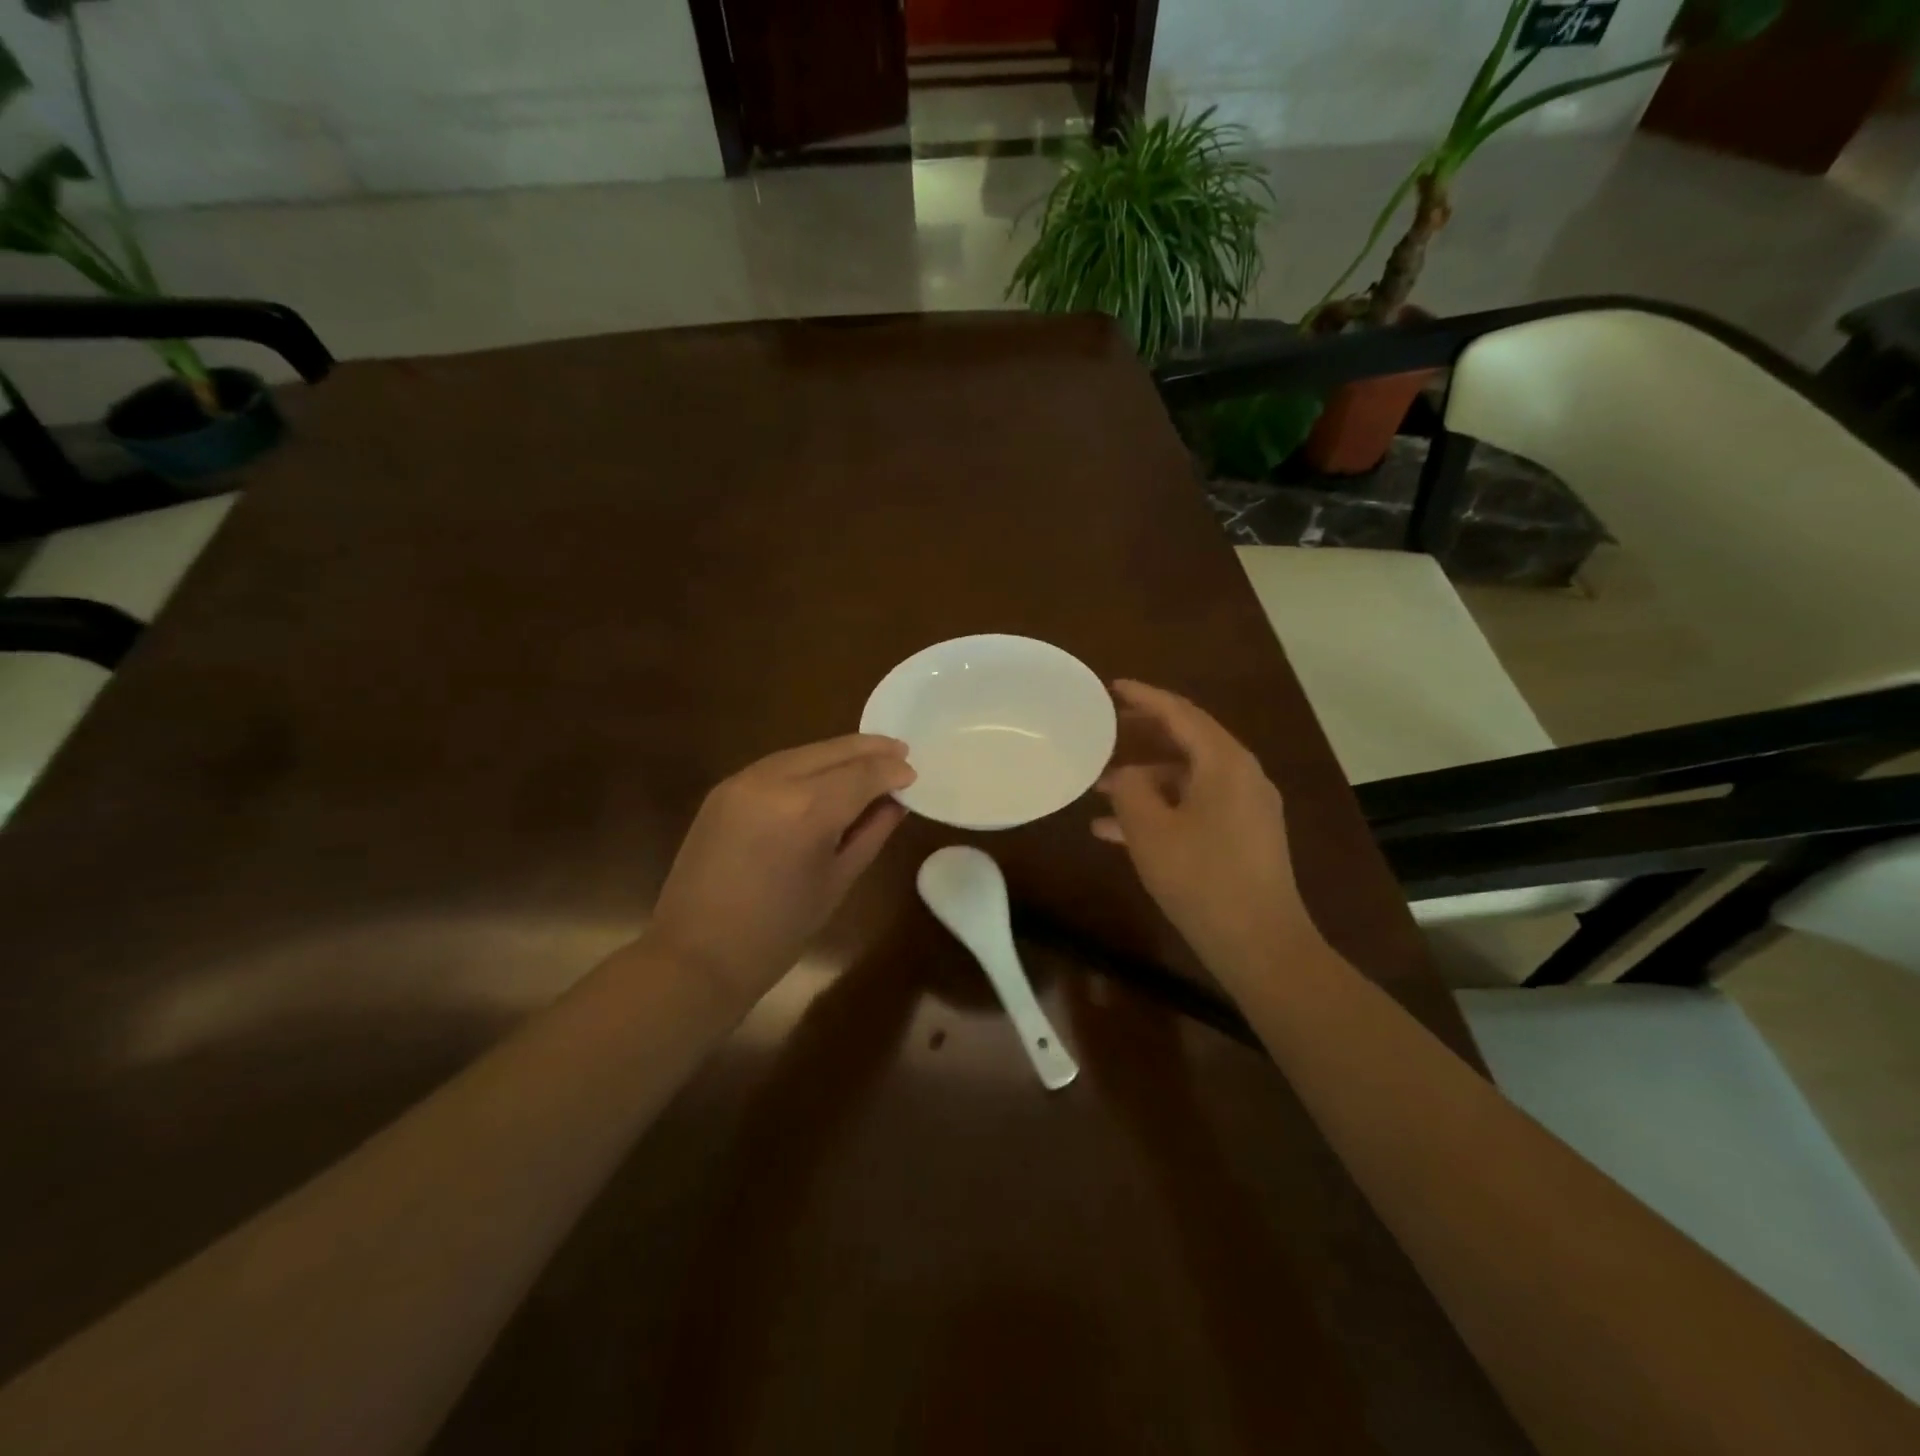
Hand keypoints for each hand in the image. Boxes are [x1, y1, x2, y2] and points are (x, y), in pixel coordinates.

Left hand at [649, 735, 914, 1001]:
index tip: (913, 774)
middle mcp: (774, 781)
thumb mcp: (837, 882)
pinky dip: (808, 763)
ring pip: (804, 752)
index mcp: (808, 810)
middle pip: (833, 751)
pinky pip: (777, 764)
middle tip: (900, 751)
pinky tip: (825, 773)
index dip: (892, 771)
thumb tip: (894, 802)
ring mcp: (743, 780)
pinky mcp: (724, 789)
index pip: (863, 774)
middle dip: (870, 749)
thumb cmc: (778, 933)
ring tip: (869, 757)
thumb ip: (870, 833)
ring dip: (839, 752)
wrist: (695, 956)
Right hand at [1092, 681, 1323, 997]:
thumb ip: (1130, 790)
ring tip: (1100, 790)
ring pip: (1187, 779)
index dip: (1144, 697)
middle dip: (1143, 736)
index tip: (1112, 687)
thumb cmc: (1201, 878)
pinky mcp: (1244, 837)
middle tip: (1107, 728)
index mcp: (1225, 762)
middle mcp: (1242, 776)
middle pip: (1187, 741)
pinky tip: (1119, 834)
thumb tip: (1126, 775)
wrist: (1260, 944)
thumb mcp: (1150, 830)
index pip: (1180, 713)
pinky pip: (1196, 808)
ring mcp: (1247, 808)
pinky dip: (1162, 811)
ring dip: (1145, 781)